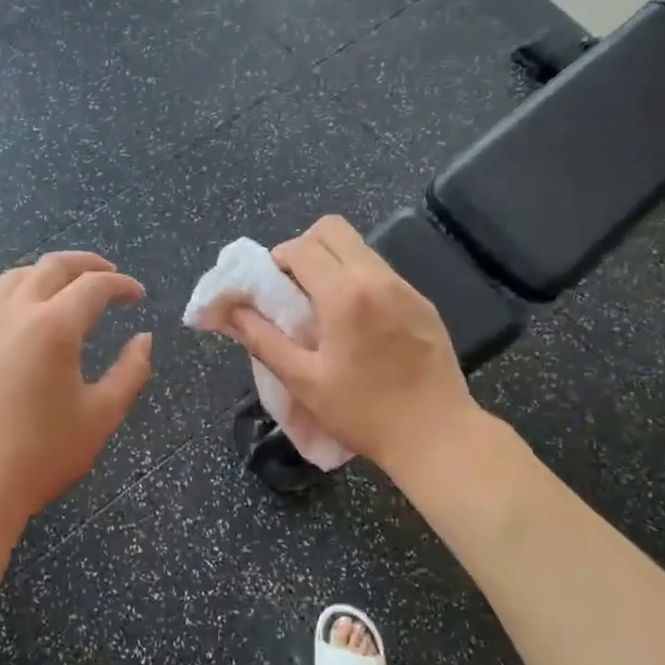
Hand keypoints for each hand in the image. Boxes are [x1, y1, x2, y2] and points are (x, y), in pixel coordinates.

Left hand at [0, 252, 151, 528]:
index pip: (94, 286)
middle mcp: (15, 315)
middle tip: (110, 275)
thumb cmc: (41, 454)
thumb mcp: (101, 416)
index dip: (121, 285)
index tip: (138, 295)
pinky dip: (23, 294)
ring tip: (70, 289)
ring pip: (17, 278)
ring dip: (49, 273)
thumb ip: (130, 373)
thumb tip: (144, 340)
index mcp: (54, 327)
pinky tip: (33, 323)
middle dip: (86, 264)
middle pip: (52, 266)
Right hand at [224, 216, 475, 474]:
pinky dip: (358, 281)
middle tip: (294, 289)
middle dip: (305, 249)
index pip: (302, 247)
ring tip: (323, 309)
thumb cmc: (363, 412)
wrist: (436, 435)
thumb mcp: (303, 380)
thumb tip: (227, 310)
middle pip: (333, 229)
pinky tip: (356, 325)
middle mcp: (378, 277)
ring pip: (359, 248)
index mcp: (345, 293)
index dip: (276, 260)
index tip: (269, 289)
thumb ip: (262, 338)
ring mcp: (406, 287)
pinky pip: (381, 273)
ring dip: (332, 264)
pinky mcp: (423, 303)